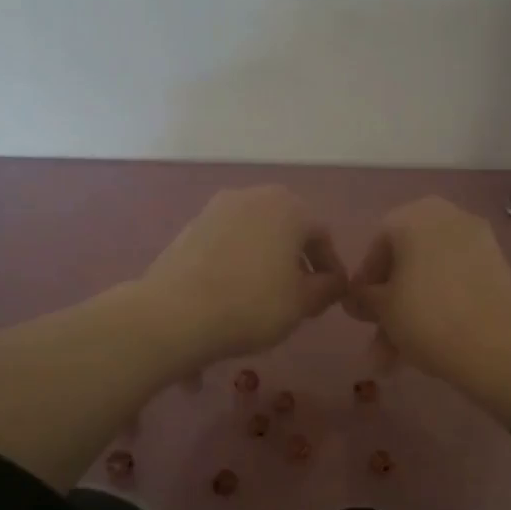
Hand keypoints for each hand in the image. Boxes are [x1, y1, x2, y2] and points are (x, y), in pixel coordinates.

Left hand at [136, 187, 345, 368]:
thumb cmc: (253, 304)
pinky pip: (227, 244)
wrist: (176, 313)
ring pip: (256, 235)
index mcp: (289, 208)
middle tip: (301, 296)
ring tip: (266, 297)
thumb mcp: (302, 303)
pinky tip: (234, 293)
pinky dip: (238, 263)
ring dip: (267, 261)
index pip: (322, 237)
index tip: (330, 296)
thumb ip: (327, 288)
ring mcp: (217, 209)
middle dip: (297, 260)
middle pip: (287, 229)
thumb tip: (334, 282)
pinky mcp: (190, 227)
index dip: (330, 269)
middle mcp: (253, 196)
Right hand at [347, 197, 510, 400]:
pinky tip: (428, 342)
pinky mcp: (498, 266)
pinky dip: (441, 304)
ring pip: (432, 275)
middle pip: (408, 259)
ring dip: (412, 311)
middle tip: (379, 332)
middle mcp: (448, 216)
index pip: (378, 243)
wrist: (492, 346)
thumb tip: (356, 296)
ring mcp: (478, 240)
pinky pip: (457, 281)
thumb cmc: (425, 318)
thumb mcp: (382, 309)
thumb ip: (363, 296)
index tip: (361, 310)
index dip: (366, 279)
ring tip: (396, 356)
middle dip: (390, 300)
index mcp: (414, 216)